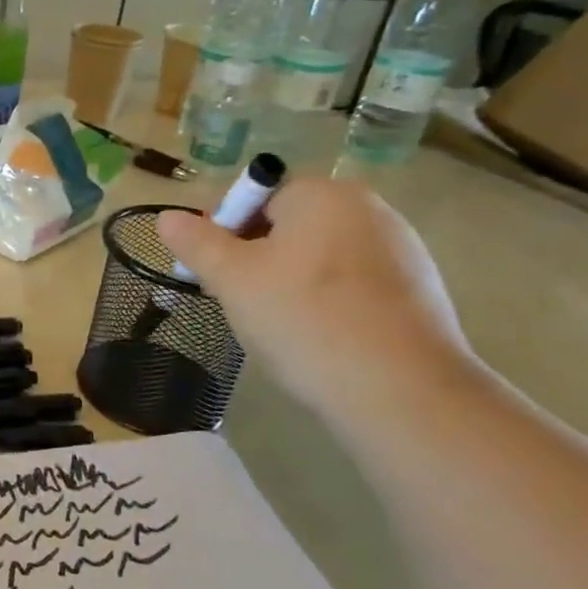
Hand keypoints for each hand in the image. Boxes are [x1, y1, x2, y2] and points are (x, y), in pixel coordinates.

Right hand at [157, 177, 474, 417]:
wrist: (404, 393)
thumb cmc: (306, 321)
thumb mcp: (232, 279)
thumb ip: (197, 242)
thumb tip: (167, 217)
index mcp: (324, 195)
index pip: (255, 196)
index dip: (223, 231)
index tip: (211, 272)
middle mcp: (369, 209)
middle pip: (288, 225)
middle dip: (254, 257)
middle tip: (236, 301)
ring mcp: (402, 250)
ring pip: (319, 257)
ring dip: (288, 281)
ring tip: (276, 326)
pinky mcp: (419, 292)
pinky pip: (353, 284)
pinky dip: (327, 302)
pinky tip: (319, 338)